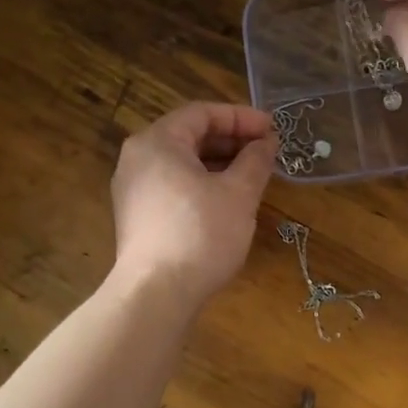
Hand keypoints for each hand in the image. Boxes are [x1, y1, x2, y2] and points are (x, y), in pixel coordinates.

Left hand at [109, 102, 276, 308]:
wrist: (157, 294)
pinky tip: (229, 199)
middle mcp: (139, 158)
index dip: (241, 117)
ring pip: (183, 163)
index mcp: (158, 142)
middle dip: (232, 140)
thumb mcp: (238, 193)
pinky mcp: (138, 216)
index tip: (273, 129)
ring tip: (254, 175)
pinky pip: (174, 185)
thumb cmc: (201, 234)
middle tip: (267, 151)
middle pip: (190, 136)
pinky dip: (203, 183)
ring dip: (220, 164)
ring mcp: (134, 189)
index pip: (202, 113)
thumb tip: (267, 143)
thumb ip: (255, 161)